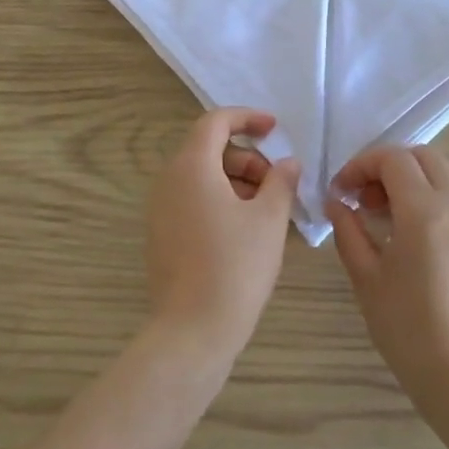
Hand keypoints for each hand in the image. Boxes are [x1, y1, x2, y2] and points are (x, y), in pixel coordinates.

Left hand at [146, 108, 300, 362]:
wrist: (192, 330)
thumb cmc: (235, 267)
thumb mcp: (268, 219)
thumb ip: (281, 182)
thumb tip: (288, 163)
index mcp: (191, 166)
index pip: (215, 122)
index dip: (247, 118)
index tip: (274, 129)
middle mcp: (168, 180)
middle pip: (208, 149)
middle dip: (247, 157)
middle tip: (277, 184)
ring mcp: (160, 208)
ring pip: (201, 176)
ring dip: (236, 180)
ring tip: (267, 210)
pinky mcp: (161, 234)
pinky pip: (192, 200)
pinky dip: (219, 200)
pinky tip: (245, 229)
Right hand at [327, 146, 448, 411]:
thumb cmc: (408, 329)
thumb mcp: (366, 278)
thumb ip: (348, 231)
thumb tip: (337, 203)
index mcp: (425, 210)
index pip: (393, 159)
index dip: (361, 165)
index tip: (340, 191)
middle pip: (424, 157)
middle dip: (388, 165)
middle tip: (363, 197)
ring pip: (445, 176)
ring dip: (412, 180)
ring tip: (384, 215)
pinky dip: (431, 199)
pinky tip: (410, 236)